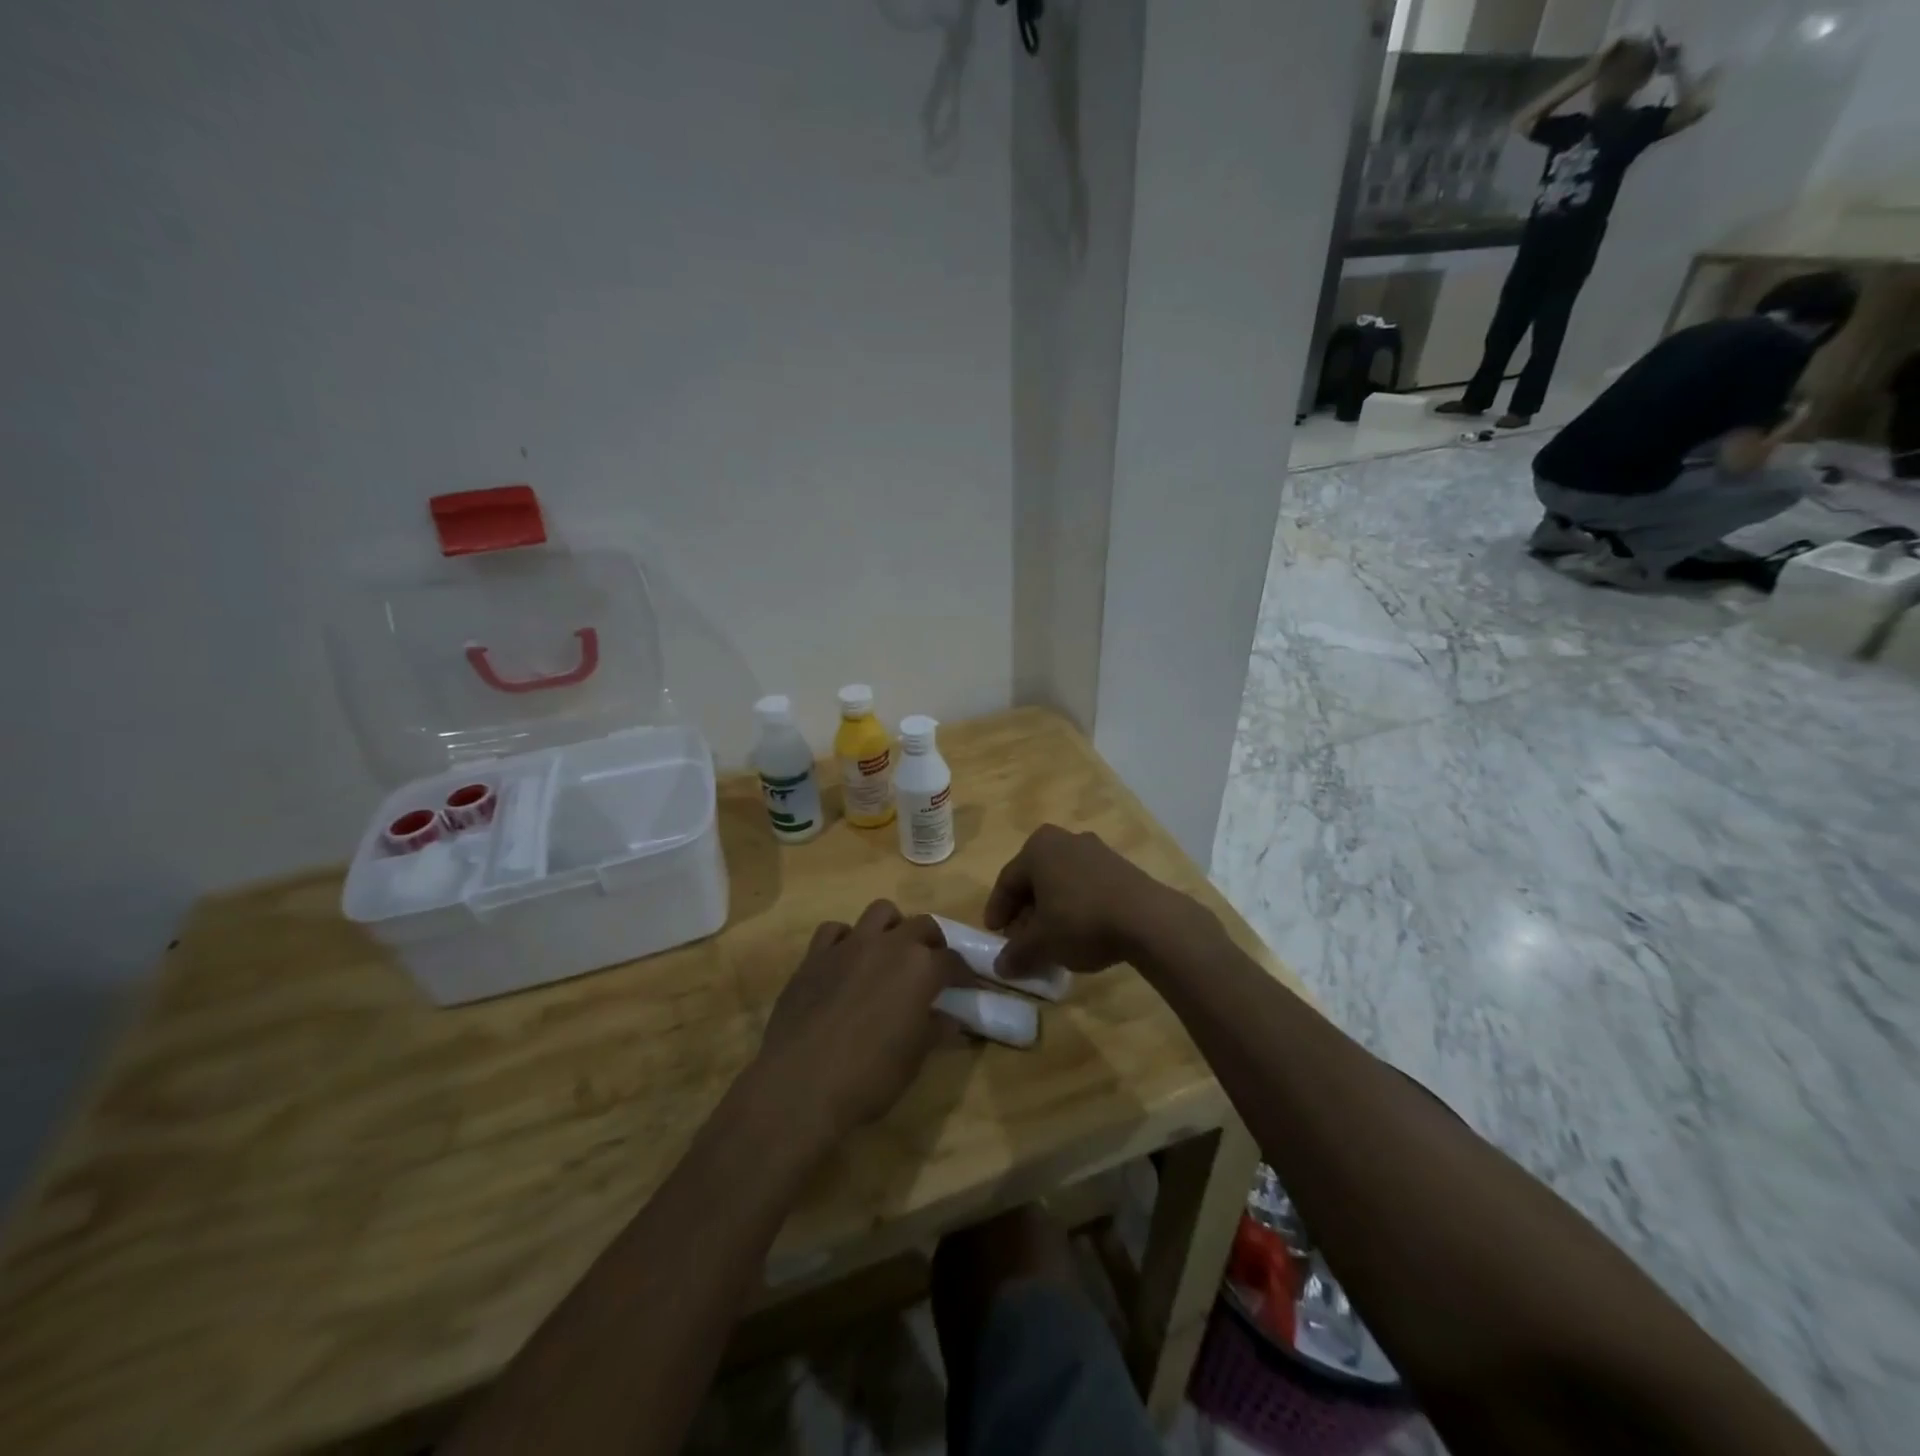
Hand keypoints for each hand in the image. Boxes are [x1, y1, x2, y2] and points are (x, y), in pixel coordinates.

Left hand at [751, 901, 972, 1146]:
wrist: (800, 1085)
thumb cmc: (869, 1077)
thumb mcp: (914, 1059)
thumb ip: (934, 1030)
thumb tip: (949, 1019)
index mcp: (921, 968)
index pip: (953, 960)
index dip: (963, 974)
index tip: (966, 986)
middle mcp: (889, 945)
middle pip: (922, 925)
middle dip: (933, 942)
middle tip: (932, 967)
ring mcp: (849, 945)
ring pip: (880, 911)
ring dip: (892, 927)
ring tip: (891, 952)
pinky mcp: (814, 955)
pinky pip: (834, 930)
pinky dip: (845, 939)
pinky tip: (846, 961)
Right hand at [983, 824, 1192, 979]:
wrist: (1148, 919)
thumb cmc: (1081, 921)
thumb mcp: (1041, 943)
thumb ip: (1016, 952)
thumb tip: (1000, 966)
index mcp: (1038, 848)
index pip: (1007, 881)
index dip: (997, 910)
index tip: (994, 935)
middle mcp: (1064, 840)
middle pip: (1035, 879)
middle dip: (1025, 911)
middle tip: (1021, 939)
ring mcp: (1096, 850)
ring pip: (1061, 882)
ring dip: (1051, 910)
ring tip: (1050, 940)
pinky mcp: (1120, 866)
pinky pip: (1085, 885)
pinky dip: (1075, 907)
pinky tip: (1079, 932)